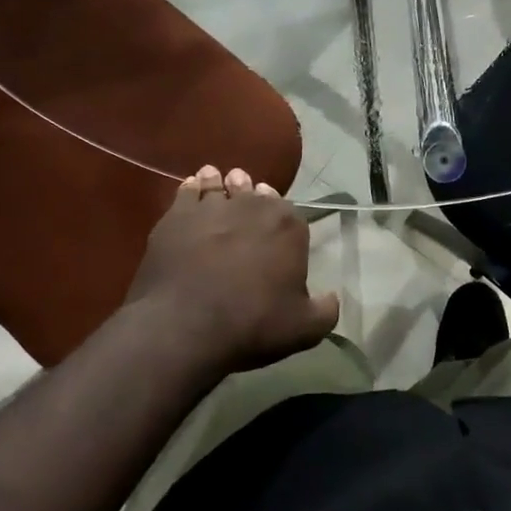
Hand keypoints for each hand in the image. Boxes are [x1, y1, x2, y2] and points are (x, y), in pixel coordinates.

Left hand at [126, 166, 340, 373]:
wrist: (186, 326)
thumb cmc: (252, 324)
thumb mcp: (304, 329)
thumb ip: (325, 310)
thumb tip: (331, 297)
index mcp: (289, 226)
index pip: (292, 213)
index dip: (284, 221)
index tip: (277, 228)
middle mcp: (253, 206)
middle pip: (256, 192)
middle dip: (253, 195)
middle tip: (248, 200)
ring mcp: (213, 206)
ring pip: (221, 184)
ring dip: (222, 184)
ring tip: (218, 182)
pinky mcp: (178, 214)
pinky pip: (188, 191)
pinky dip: (193, 188)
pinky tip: (192, 188)